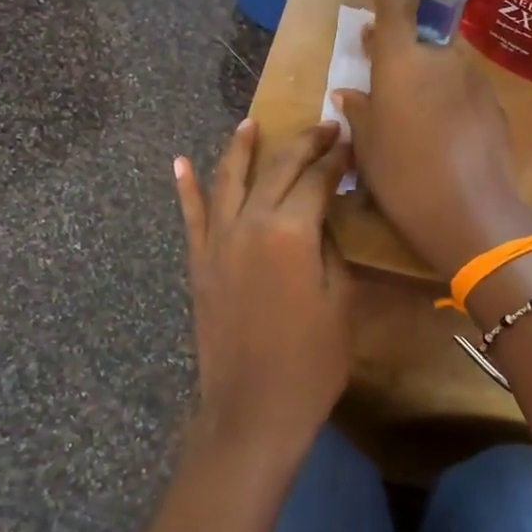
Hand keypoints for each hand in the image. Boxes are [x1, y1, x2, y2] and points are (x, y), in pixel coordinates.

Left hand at [173, 119, 352, 468]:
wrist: (254, 408)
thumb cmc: (312, 361)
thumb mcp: (341, 299)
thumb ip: (330, 247)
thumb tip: (323, 216)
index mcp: (291, 231)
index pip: (316, 179)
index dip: (336, 159)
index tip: (350, 143)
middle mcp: (249, 223)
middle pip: (277, 169)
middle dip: (303, 144)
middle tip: (324, 128)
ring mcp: (217, 242)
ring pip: (228, 180)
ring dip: (241, 149)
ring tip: (250, 123)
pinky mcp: (199, 263)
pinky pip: (191, 216)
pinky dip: (187, 187)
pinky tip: (181, 163)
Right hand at [333, 0, 531, 279]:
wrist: (471, 213)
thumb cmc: (403, 178)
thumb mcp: (367, 148)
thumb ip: (359, 112)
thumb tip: (348, 93)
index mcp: (401, 62)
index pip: (393, 12)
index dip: (383, 2)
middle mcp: (440, 59)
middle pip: (420, 41)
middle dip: (401, 49)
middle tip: (382, 67)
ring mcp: (473, 80)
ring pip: (444, 66)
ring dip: (427, 76)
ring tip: (414, 109)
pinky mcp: (494, 104)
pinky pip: (464, 90)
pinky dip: (449, 98)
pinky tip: (442, 130)